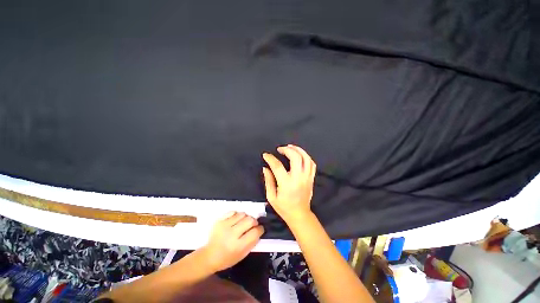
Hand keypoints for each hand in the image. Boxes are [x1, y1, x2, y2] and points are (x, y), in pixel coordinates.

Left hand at [202, 212, 263, 271]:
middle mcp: (232, 234)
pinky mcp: (219, 220)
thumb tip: (259, 230)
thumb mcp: (242, 255)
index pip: (255, 232)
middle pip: (250, 220)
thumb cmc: (227, 258)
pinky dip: (237, 215)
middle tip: (253, 225)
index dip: (260, 229)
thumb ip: (252, 242)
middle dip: (254, 222)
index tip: (260, 229)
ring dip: (246, 217)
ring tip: (243, 223)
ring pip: (242, 214)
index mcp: (238, 246)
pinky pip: (233, 212)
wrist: (209, 256)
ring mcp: (224, 226)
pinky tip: (235, 220)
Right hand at [262, 144, 316, 223]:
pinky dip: (306, 156)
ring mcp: (307, 177)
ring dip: (298, 150)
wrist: (299, 214)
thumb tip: (265, 168)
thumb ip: (268, 181)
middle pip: (295, 157)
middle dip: (287, 150)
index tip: (266, 155)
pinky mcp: (311, 178)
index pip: (277, 166)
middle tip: (280, 149)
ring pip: (306, 158)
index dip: (270, 158)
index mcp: (286, 183)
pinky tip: (300, 155)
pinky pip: (312, 164)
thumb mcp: (271, 196)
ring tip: (290, 147)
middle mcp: (298, 178)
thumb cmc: (283, 207)